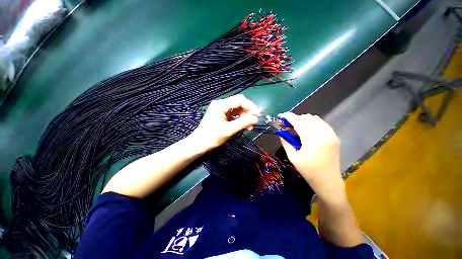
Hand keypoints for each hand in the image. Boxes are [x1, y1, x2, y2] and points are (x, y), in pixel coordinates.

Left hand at [190, 94, 259, 151]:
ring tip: (249, 127)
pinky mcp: (222, 114)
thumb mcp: (228, 130)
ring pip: (238, 109)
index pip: (240, 100)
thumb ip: (242, 123)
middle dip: (248, 112)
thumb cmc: (212, 137)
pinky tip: (244, 125)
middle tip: (253, 122)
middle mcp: (221, 104)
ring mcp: (221, 109)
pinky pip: (234, 114)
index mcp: (221, 105)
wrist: (199, 143)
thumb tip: (255, 118)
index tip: (257, 116)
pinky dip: (240, 119)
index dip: (250, 106)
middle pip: (239, 103)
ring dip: (245, 116)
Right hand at [278, 112, 345, 202]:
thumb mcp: (293, 157)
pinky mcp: (334, 136)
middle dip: (296, 118)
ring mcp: (331, 134)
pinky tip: (307, 130)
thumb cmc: (308, 171)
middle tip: (288, 125)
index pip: (299, 122)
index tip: (281, 115)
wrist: (328, 181)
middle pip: (307, 118)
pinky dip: (312, 123)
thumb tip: (280, 131)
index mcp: (312, 141)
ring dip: (304, 120)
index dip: (289, 117)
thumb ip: (286, 142)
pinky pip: (321, 123)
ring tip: (297, 127)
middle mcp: (324, 134)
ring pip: (315, 118)